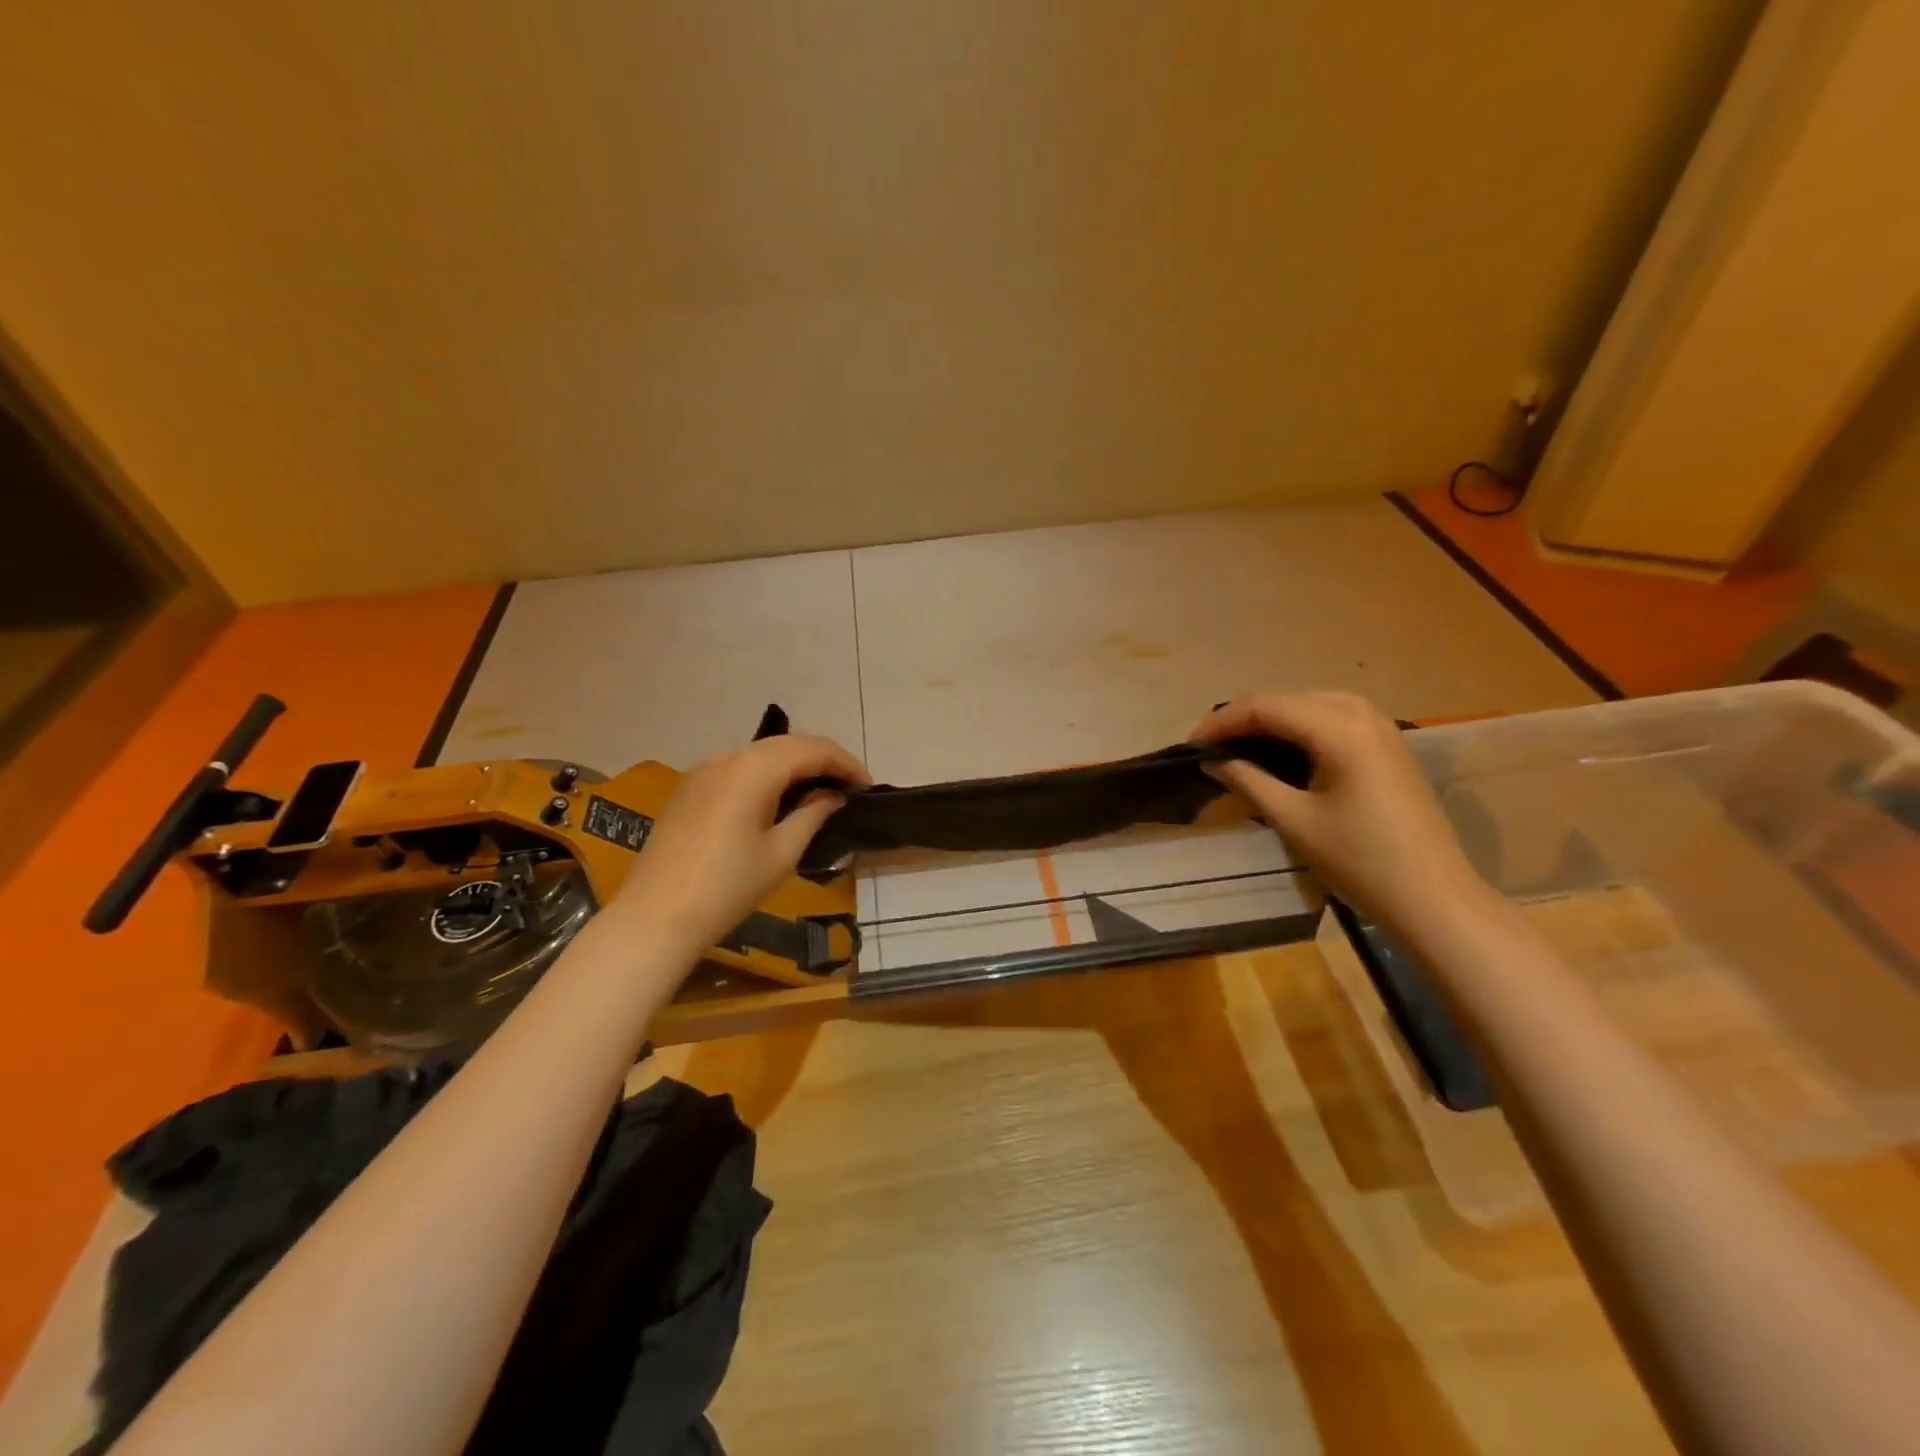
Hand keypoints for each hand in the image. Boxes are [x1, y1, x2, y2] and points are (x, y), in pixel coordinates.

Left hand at [612, 734, 869, 949]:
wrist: (657, 917)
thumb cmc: (728, 887)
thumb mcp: (782, 852)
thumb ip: (813, 814)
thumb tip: (833, 795)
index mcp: (754, 769)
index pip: (812, 749)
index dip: (845, 763)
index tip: (867, 787)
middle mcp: (728, 757)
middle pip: (787, 744)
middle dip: (822, 760)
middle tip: (849, 787)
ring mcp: (704, 770)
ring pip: (762, 753)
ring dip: (795, 765)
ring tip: (820, 792)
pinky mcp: (691, 787)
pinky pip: (739, 768)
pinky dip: (768, 774)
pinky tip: (780, 798)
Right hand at [1191, 691, 1490, 930]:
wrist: (1433, 897)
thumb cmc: (1359, 860)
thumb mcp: (1293, 820)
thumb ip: (1247, 780)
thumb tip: (1211, 760)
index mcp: (1339, 729)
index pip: (1264, 706)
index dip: (1221, 721)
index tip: (1190, 745)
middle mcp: (1362, 713)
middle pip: (1286, 698)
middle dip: (1243, 718)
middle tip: (1210, 748)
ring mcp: (1380, 726)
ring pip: (1309, 703)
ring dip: (1270, 720)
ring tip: (1238, 746)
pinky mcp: (1388, 744)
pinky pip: (1332, 717)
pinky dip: (1298, 727)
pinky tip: (1281, 750)